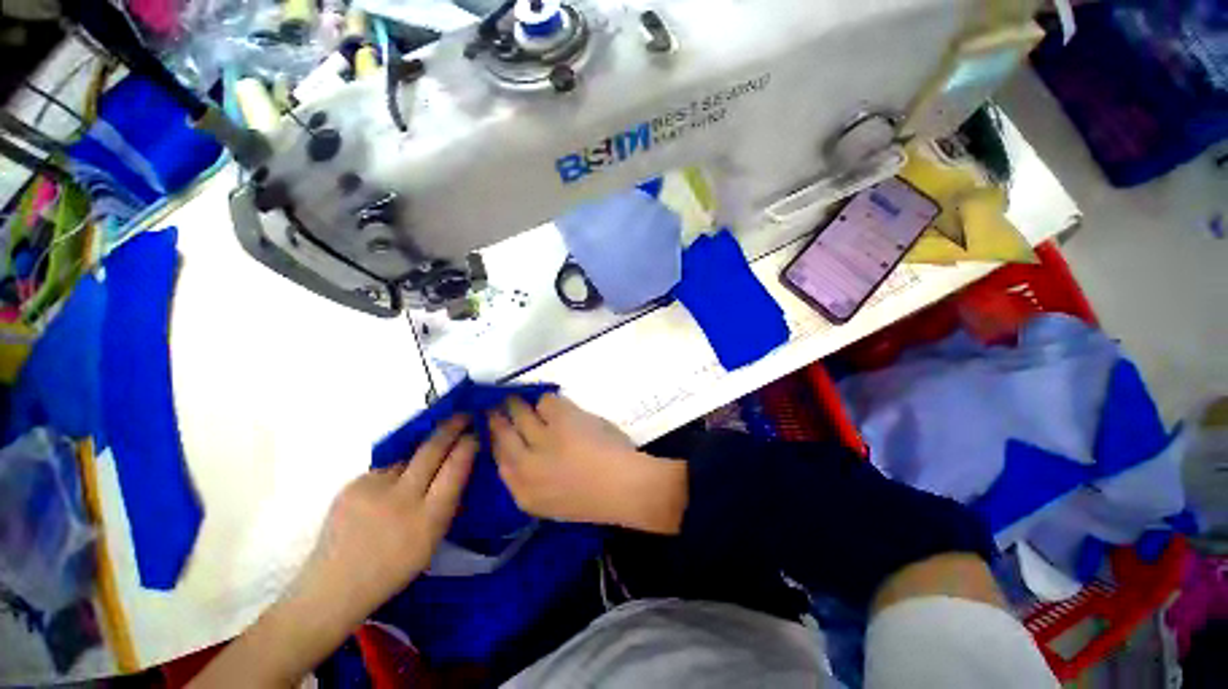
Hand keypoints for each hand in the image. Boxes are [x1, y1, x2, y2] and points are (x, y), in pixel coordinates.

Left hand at [301, 415, 476, 615]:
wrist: (334, 587)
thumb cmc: (393, 569)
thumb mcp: (432, 541)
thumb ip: (447, 503)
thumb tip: (459, 467)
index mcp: (428, 519)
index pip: (455, 469)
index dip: (467, 446)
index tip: (476, 432)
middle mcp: (401, 499)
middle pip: (432, 450)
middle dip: (450, 428)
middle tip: (462, 415)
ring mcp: (373, 489)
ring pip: (407, 457)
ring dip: (419, 455)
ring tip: (420, 466)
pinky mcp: (352, 485)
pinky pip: (385, 469)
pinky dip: (393, 474)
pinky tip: (387, 491)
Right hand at [489, 394, 686, 533]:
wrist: (624, 488)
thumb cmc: (596, 499)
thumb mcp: (554, 501)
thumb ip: (535, 480)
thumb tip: (526, 454)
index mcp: (523, 493)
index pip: (499, 460)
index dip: (496, 440)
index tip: (496, 429)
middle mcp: (525, 466)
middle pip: (502, 434)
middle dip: (497, 418)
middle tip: (496, 406)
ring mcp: (542, 440)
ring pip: (519, 414)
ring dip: (518, 404)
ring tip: (520, 399)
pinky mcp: (561, 419)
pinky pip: (546, 402)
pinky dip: (548, 401)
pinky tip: (553, 404)